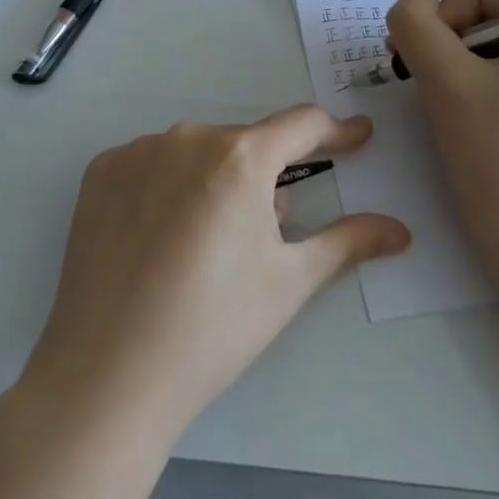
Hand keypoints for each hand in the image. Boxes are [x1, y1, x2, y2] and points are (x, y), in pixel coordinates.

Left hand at [16, 106, 409, 442]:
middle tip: (268, 231)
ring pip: (196, 153)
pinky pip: (150, 164)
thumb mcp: (290, 283)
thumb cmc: (214, 327)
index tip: (357, 136)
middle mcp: (186, 137)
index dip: (336, 133)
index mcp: (240, 157)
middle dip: (267, 176)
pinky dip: (167, 186)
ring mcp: (136, 151)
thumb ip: (348, 242)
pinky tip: (160, 236)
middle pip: (245, 144)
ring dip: (215, 180)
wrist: (108, 373)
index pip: (301, 125)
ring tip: (208, 244)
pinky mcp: (99, 172)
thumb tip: (399, 230)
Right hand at [385, 0, 498, 315]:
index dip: (441, 20)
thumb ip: (416, 24)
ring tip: (450, 114)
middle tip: (431, 93)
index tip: (430, 72)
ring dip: (452, 71)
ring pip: (484, 46)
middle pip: (482, 12)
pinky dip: (470, 90)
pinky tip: (469, 126)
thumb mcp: (447, 83)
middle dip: (445, 47)